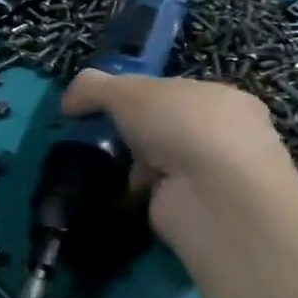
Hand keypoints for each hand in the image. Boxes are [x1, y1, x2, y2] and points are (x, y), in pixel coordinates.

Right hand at [59, 71, 297, 228]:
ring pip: (163, 162)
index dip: (139, 96)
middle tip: (100, 136)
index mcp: (225, 99)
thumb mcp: (127, 91)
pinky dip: (137, 193)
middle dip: (135, 133)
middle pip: (167, 127)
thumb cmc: (180, 126)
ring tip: (100, 165)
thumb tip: (68, 101)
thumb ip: (93, 87)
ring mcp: (217, 176)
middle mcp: (229, 136)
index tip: (108, 106)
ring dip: (134, 165)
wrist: (215, 196)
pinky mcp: (202, 210)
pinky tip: (116, 191)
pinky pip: (160, 195)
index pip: (175, 93)